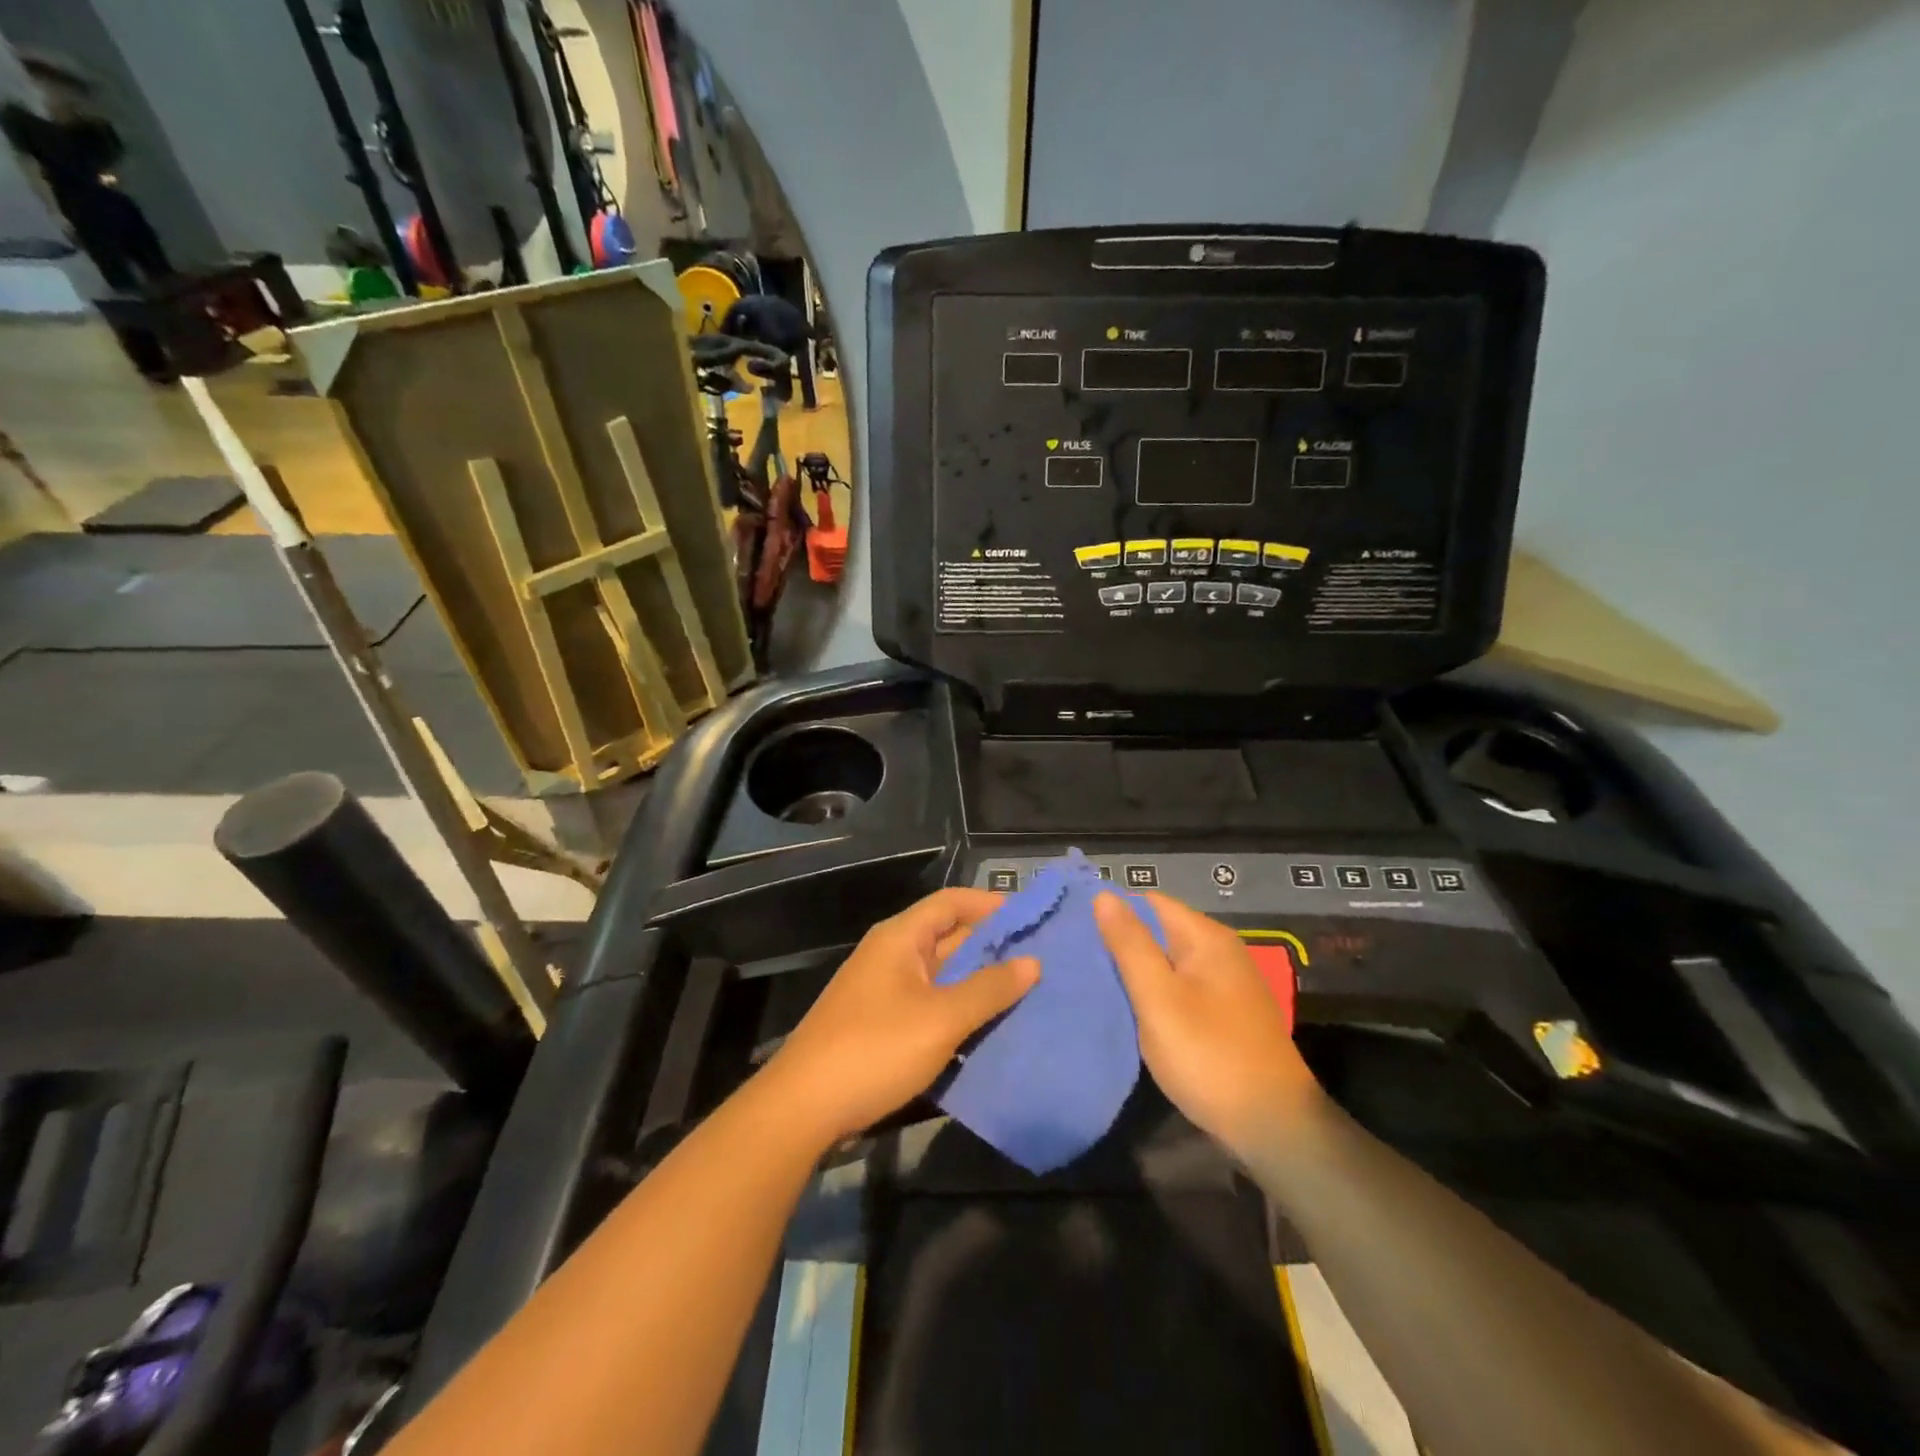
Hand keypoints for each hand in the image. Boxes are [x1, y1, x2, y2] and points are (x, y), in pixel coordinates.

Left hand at [764, 888, 1038, 1144]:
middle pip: (949, 937)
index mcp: (901, 938)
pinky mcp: (882, 1024)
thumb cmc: (875, 1050)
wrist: (802, 1108)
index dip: (991, 905)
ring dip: (979, 982)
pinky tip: (989, 1028)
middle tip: (1041, 960)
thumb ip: (988, 988)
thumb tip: (1032, 962)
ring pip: (942, 975)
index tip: (1033, 919)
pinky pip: (930, 1004)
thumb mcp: (941, 1019)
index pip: (952, 902)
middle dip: (992, 946)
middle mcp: (892, 955)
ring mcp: (884, 991)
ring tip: (1027, 993)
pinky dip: (959, 1010)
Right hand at [1094, 891, 1318, 1154]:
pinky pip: (1179, 990)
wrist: (1272, 1127)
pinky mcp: (1224, 1016)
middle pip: (1159, 931)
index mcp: (1207, 938)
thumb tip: (1104, 894)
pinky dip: (1153, 995)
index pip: (1149, 902)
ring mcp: (1225, 986)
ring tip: (1092, 983)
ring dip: (1135, 972)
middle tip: (1075, 960)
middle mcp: (1220, 952)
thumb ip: (1130, 944)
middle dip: (1120, 943)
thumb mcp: (1159, 998)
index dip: (1112, 912)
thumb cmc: (1209, 1055)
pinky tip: (1127, 1011)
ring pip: (1167, 963)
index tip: (1074, 930)